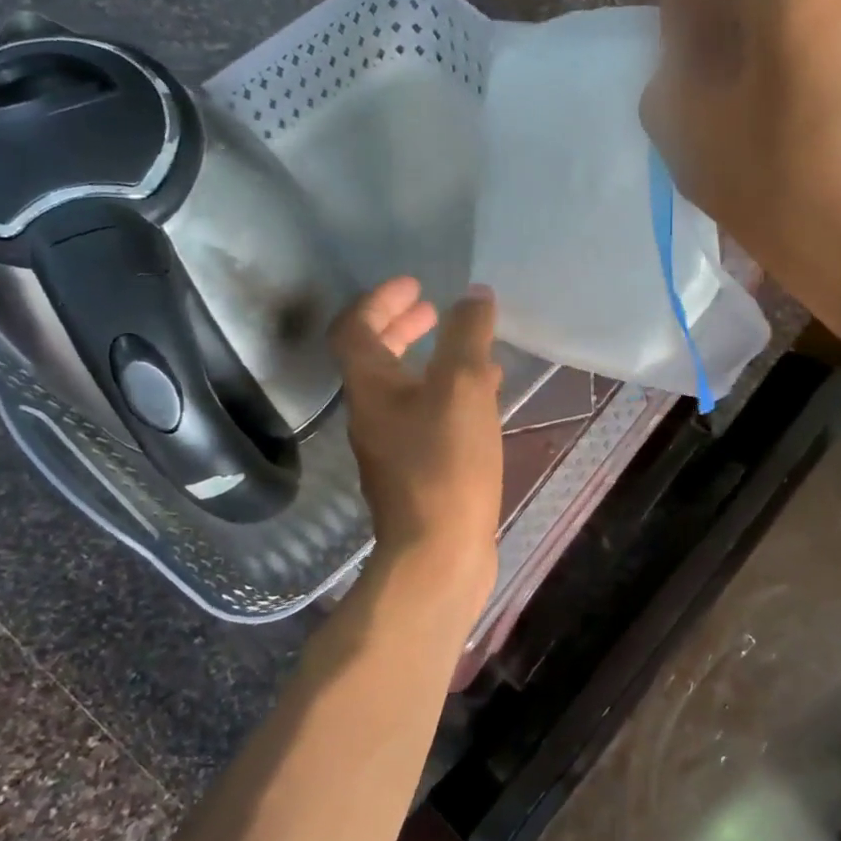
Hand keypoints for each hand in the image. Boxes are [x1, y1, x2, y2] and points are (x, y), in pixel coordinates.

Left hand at [331, 278, 502, 608]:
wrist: (438, 555)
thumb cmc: (446, 465)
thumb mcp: (461, 388)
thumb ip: (467, 336)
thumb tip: (474, 295)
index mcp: (371, 388)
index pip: (356, 328)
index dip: (381, 299)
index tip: (416, 285)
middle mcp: (372, 415)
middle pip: (376, 359)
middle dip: (403, 328)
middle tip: (435, 310)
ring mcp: (393, 448)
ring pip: (406, 390)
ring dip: (431, 363)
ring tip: (472, 353)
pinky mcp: (417, 475)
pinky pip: (429, 419)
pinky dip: (449, 398)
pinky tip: (484, 403)